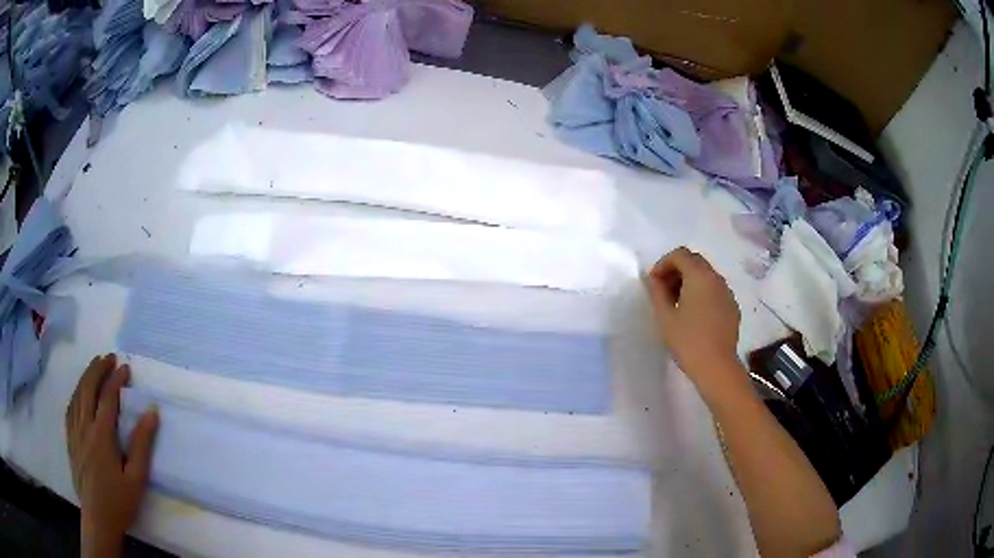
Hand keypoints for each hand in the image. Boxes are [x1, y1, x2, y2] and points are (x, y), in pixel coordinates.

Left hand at [66, 354, 158, 557]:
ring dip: (86, 377)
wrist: (98, 519)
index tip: (125, 368)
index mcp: (101, 435)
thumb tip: (151, 413)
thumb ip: (142, 445)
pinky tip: (80, 394)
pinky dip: (76, 394)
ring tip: (94, 367)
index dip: (116, 380)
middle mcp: (84, 427)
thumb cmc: (119, 501)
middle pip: (88, 388)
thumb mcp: (136, 478)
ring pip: (77, 395)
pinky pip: (70, 409)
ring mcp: (74, 432)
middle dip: (98, 369)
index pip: (107, 398)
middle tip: (109, 358)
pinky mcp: (70, 440)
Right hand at [643, 247, 743, 397]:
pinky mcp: (732, 307)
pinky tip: (694, 315)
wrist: (716, 366)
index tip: (653, 282)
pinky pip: (715, 290)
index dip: (663, 264)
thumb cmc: (687, 340)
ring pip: (706, 276)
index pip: (680, 254)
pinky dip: (702, 293)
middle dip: (677, 270)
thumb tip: (654, 279)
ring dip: (690, 281)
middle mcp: (716, 278)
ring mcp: (727, 292)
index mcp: (699, 275)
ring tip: (677, 304)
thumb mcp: (665, 316)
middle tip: (663, 291)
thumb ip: (657, 292)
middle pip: (695, 261)